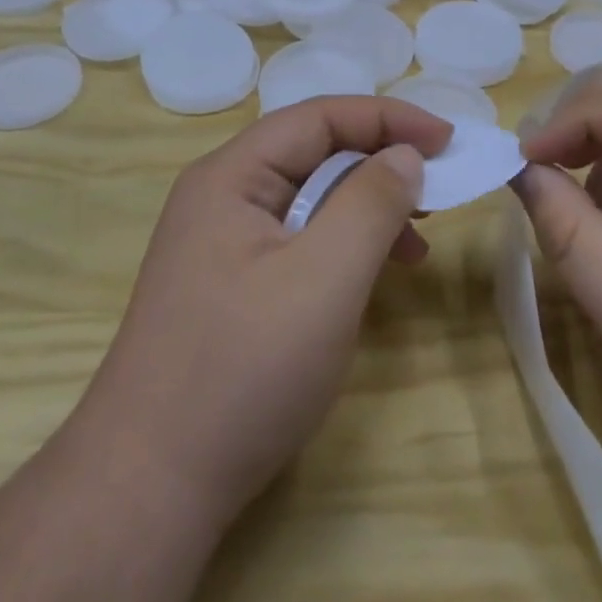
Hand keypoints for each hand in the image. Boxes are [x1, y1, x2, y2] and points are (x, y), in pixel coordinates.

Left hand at [68, 97, 451, 528]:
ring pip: (309, 198)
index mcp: (231, 176)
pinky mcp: (231, 284)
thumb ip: (371, 204)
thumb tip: (405, 155)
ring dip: (366, 207)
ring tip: (416, 242)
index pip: (319, 116)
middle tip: (439, 190)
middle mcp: (221, 196)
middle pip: (312, 153)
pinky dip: (343, 246)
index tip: (450, 141)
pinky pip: (298, 240)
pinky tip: (372, 275)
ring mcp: (222, 243)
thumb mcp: (324, 279)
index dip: (388, 118)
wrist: (151, 485)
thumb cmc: (243, 370)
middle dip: (380, 163)